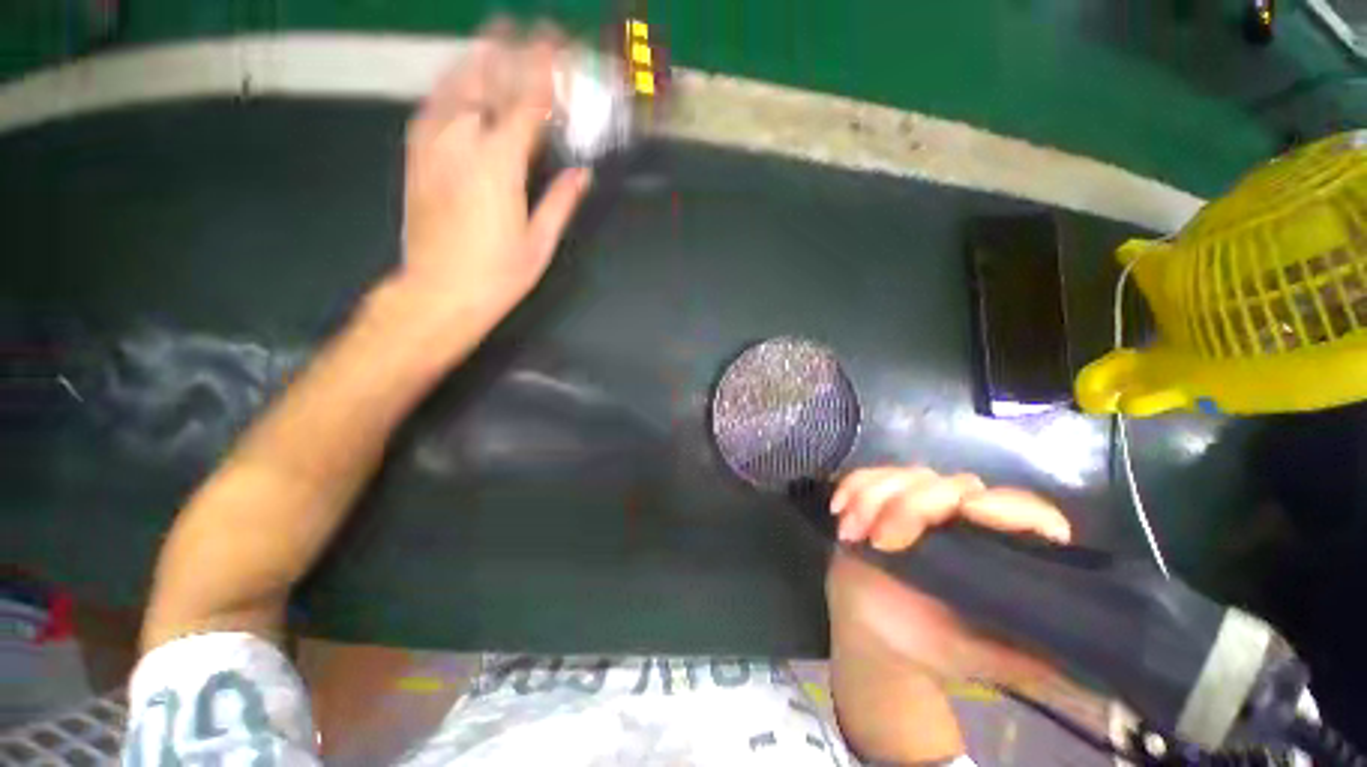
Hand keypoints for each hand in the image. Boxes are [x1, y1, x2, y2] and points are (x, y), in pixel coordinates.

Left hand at [396, 20, 591, 333]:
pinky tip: (461, 78)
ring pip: (455, 85)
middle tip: (535, 31)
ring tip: (497, 35)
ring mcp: (432, 145)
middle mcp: (462, 142)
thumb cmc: (497, 275)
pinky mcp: (415, 155)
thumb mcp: (539, 243)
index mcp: (499, 165)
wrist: (437, 293)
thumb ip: (560, 201)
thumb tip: (582, 174)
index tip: (562, 46)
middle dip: (514, 51)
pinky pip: (433, 105)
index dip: (547, 72)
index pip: (527, 103)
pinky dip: (452, 84)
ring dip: (480, 58)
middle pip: (488, 81)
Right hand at [827, 466, 1071, 684]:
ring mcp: (915, 502)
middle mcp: (959, 517)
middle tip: (881, 543)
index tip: (971, 514)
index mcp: (994, 548)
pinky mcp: (878, 497)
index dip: (1007, 506)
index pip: (1022, 509)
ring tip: (853, 533)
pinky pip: (866, 475)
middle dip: (909, 507)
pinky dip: (852, 486)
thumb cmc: (929, 644)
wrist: (873, 631)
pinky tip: (840, 510)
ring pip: (903, 474)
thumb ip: (1032, 655)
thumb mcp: (984, 657)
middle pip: (947, 484)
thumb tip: (1088, 654)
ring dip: (872, 497)